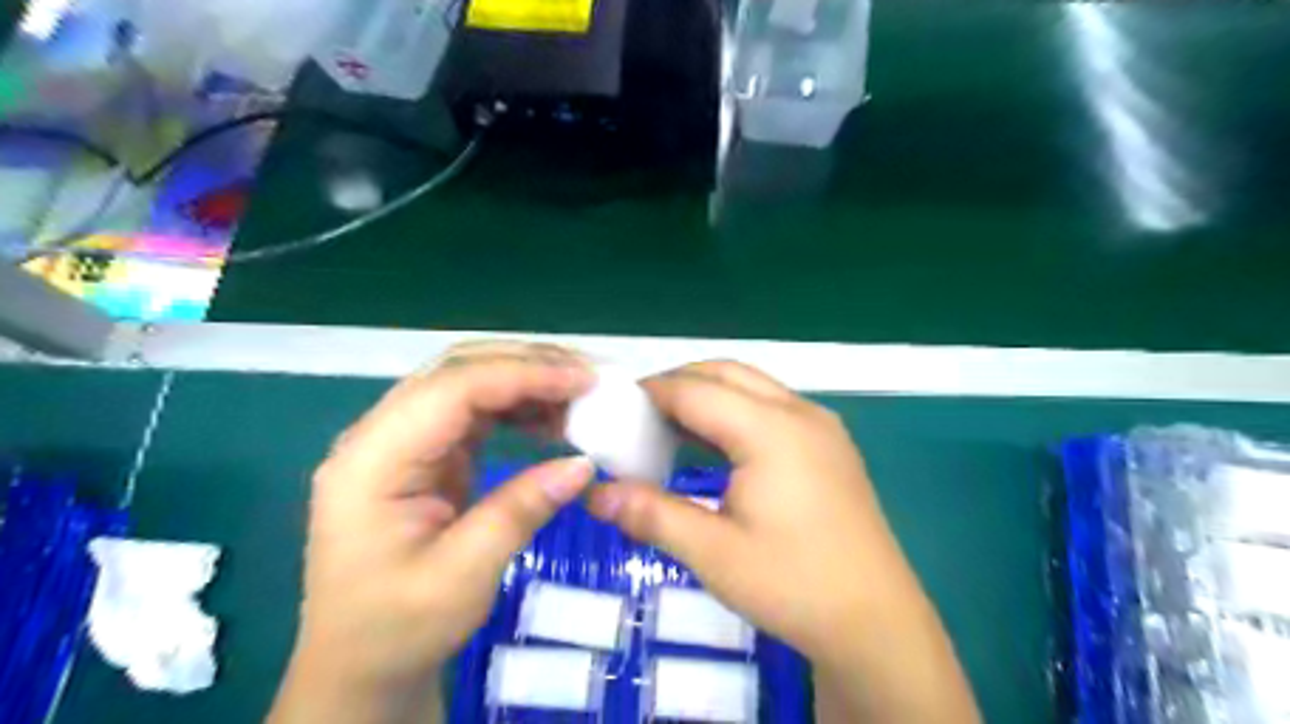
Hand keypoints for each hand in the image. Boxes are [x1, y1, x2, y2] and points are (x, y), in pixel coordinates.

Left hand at [269, 339, 600, 723]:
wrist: (361, 664)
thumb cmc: (399, 628)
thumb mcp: (461, 578)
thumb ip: (520, 510)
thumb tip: (584, 463)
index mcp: (372, 460)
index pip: (452, 389)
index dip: (522, 374)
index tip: (585, 379)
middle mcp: (380, 436)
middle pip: (457, 371)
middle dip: (527, 364)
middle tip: (590, 376)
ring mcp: (401, 441)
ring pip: (468, 383)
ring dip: (525, 381)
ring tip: (580, 395)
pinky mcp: (424, 453)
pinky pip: (475, 411)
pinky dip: (517, 406)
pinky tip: (551, 417)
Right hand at [585, 362, 979, 722]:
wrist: (876, 622)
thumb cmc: (793, 585)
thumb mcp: (713, 554)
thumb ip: (652, 514)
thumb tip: (594, 495)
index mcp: (771, 430)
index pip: (696, 390)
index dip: (651, 392)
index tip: (614, 408)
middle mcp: (799, 412)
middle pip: (726, 373)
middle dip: (679, 383)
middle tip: (638, 415)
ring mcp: (820, 425)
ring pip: (752, 385)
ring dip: (708, 393)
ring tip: (669, 426)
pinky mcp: (829, 443)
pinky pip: (772, 405)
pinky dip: (735, 409)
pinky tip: (716, 445)